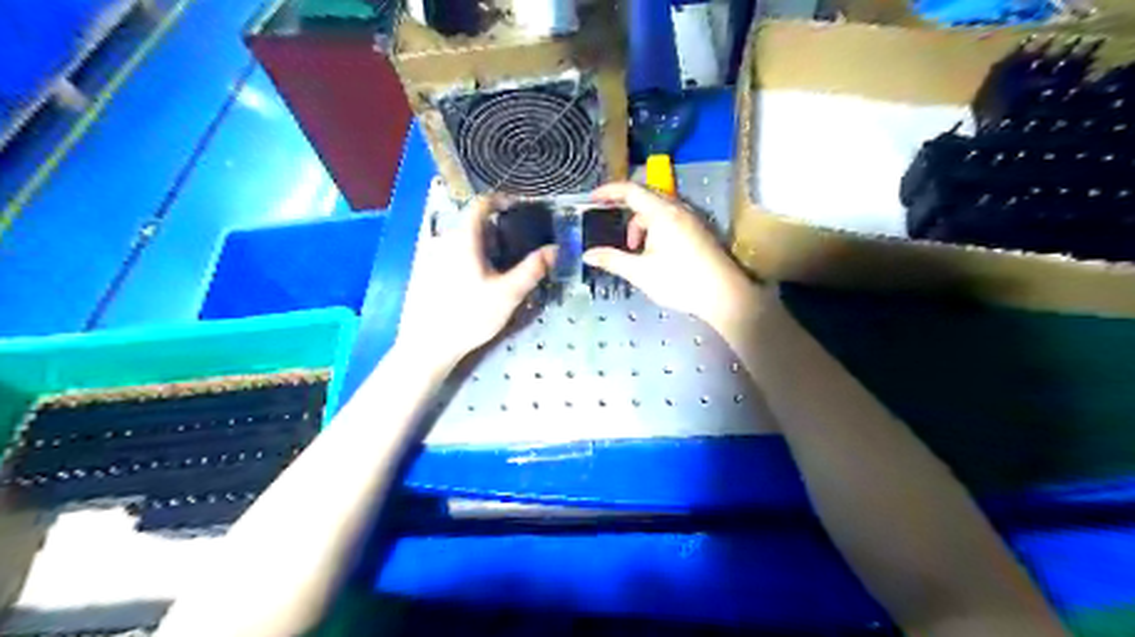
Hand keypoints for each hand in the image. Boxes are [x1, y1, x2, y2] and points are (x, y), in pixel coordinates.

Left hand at [395, 198, 557, 370]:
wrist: (428, 345)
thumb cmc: (469, 316)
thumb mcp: (508, 294)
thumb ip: (532, 269)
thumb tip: (555, 249)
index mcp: (463, 238)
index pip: (481, 204)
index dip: (501, 200)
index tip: (519, 208)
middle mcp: (443, 239)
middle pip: (471, 222)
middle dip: (495, 228)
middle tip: (515, 246)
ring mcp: (429, 255)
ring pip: (460, 239)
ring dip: (480, 244)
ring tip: (498, 265)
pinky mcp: (424, 271)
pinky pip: (449, 252)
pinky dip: (466, 255)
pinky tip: (475, 280)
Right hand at [585, 182, 761, 332]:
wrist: (724, 295)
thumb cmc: (680, 281)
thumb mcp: (640, 273)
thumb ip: (612, 260)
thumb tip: (588, 255)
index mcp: (662, 213)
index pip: (630, 190)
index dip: (608, 191)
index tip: (592, 199)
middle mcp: (678, 209)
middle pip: (645, 196)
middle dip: (624, 209)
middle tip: (609, 224)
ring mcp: (691, 219)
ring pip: (659, 209)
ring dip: (641, 223)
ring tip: (634, 248)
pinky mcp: (699, 230)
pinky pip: (671, 218)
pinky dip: (655, 228)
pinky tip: (654, 252)